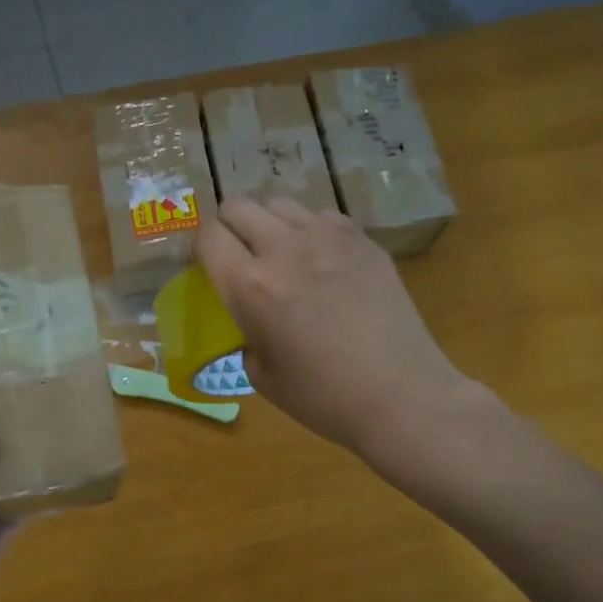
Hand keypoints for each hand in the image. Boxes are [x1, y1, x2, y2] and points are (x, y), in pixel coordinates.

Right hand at [195, 197, 489, 457]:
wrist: (401, 396)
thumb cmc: (324, 397)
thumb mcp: (262, 375)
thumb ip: (245, 334)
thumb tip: (252, 317)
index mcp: (250, 286)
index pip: (208, 237)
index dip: (200, 248)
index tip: (207, 265)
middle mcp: (284, 249)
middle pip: (239, 206)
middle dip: (229, 226)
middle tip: (238, 255)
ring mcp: (328, 238)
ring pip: (280, 204)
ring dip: (269, 223)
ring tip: (280, 253)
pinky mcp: (363, 240)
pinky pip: (322, 215)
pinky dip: (309, 230)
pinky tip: (321, 260)